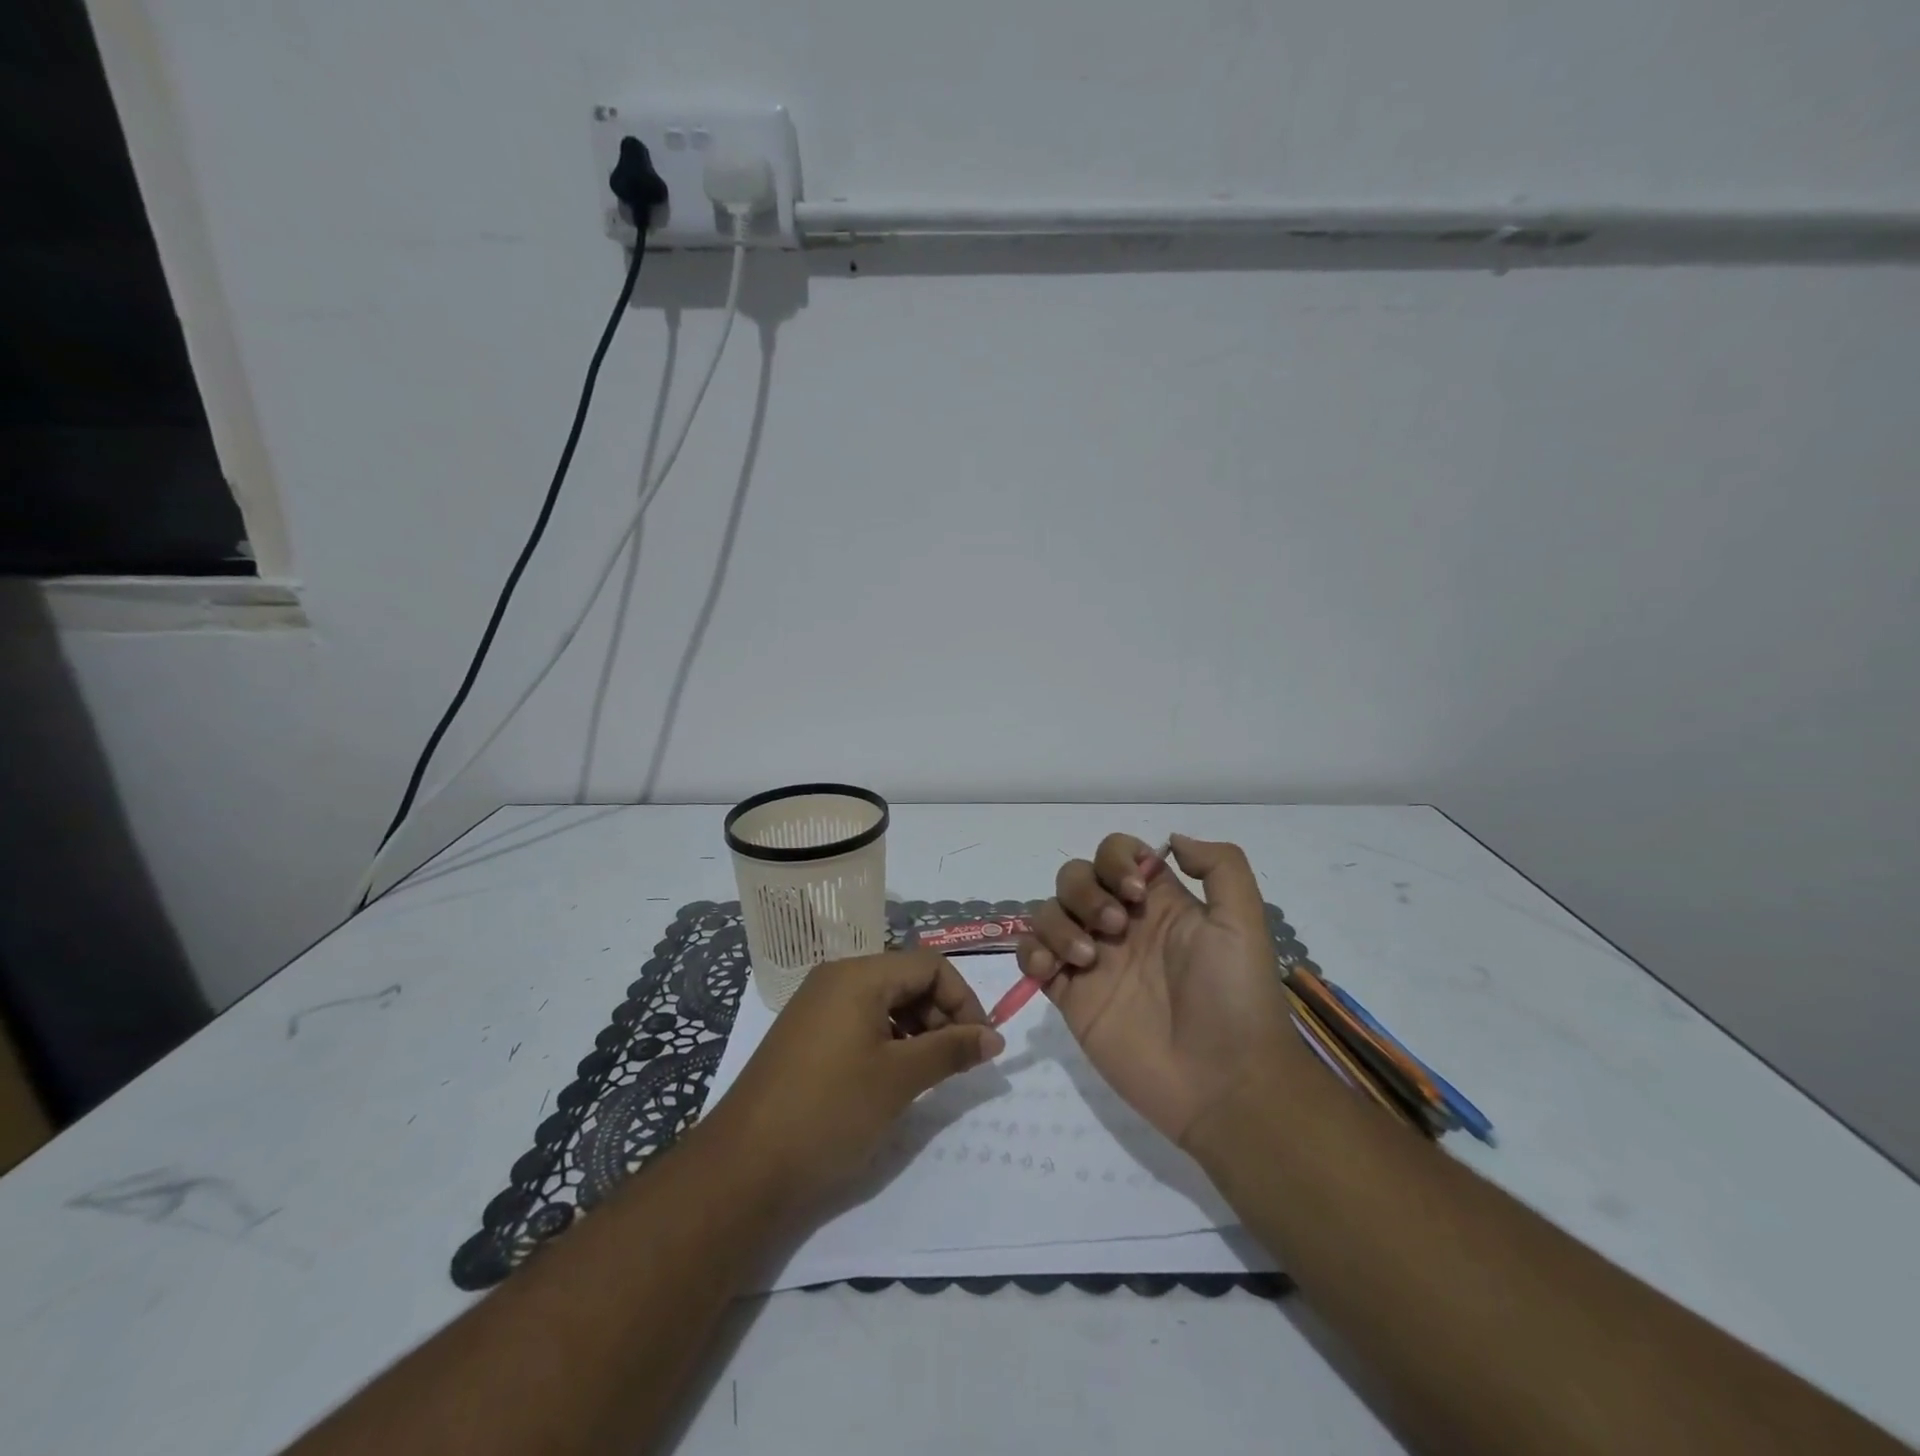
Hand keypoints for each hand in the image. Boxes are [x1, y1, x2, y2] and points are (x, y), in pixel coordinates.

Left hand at [702, 950, 1003, 1215]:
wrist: (742, 1168)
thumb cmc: (829, 1111)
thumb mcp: (899, 1079)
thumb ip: (951, 1051)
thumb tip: (994, 1037)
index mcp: (858, 975)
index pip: (929, 965)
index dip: (964, 999)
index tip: (982, 1044)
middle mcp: (836, 977)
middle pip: (907, 979)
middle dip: (942, 1015)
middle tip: (957, 1063)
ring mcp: (817, 1005)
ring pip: (885, 1001)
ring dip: (917, 1030)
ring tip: (928, 1074)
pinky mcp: (806, 1034)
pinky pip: (860, 1020)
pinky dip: (888, 1041)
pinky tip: (893, 1078)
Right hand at [1016, 833, 1296, 1144]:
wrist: (1224, 1084)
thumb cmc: (1235, 998)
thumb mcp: (1244, 922)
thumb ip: (1220, 867)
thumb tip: (1170, 839)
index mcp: (1159, 902)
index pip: (1117, 853)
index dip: (1115, 859)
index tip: (1134, 892)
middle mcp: (1120, 924)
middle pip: (1075, 877)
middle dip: (1085, 891)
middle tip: (1115, 928)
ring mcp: (1092, 960)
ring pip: (1048, 912)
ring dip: (1058, 923)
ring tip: (1087, 958)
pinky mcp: (1070, 996)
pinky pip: (1032, 957)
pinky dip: (1030, 952)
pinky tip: (1051, 969)